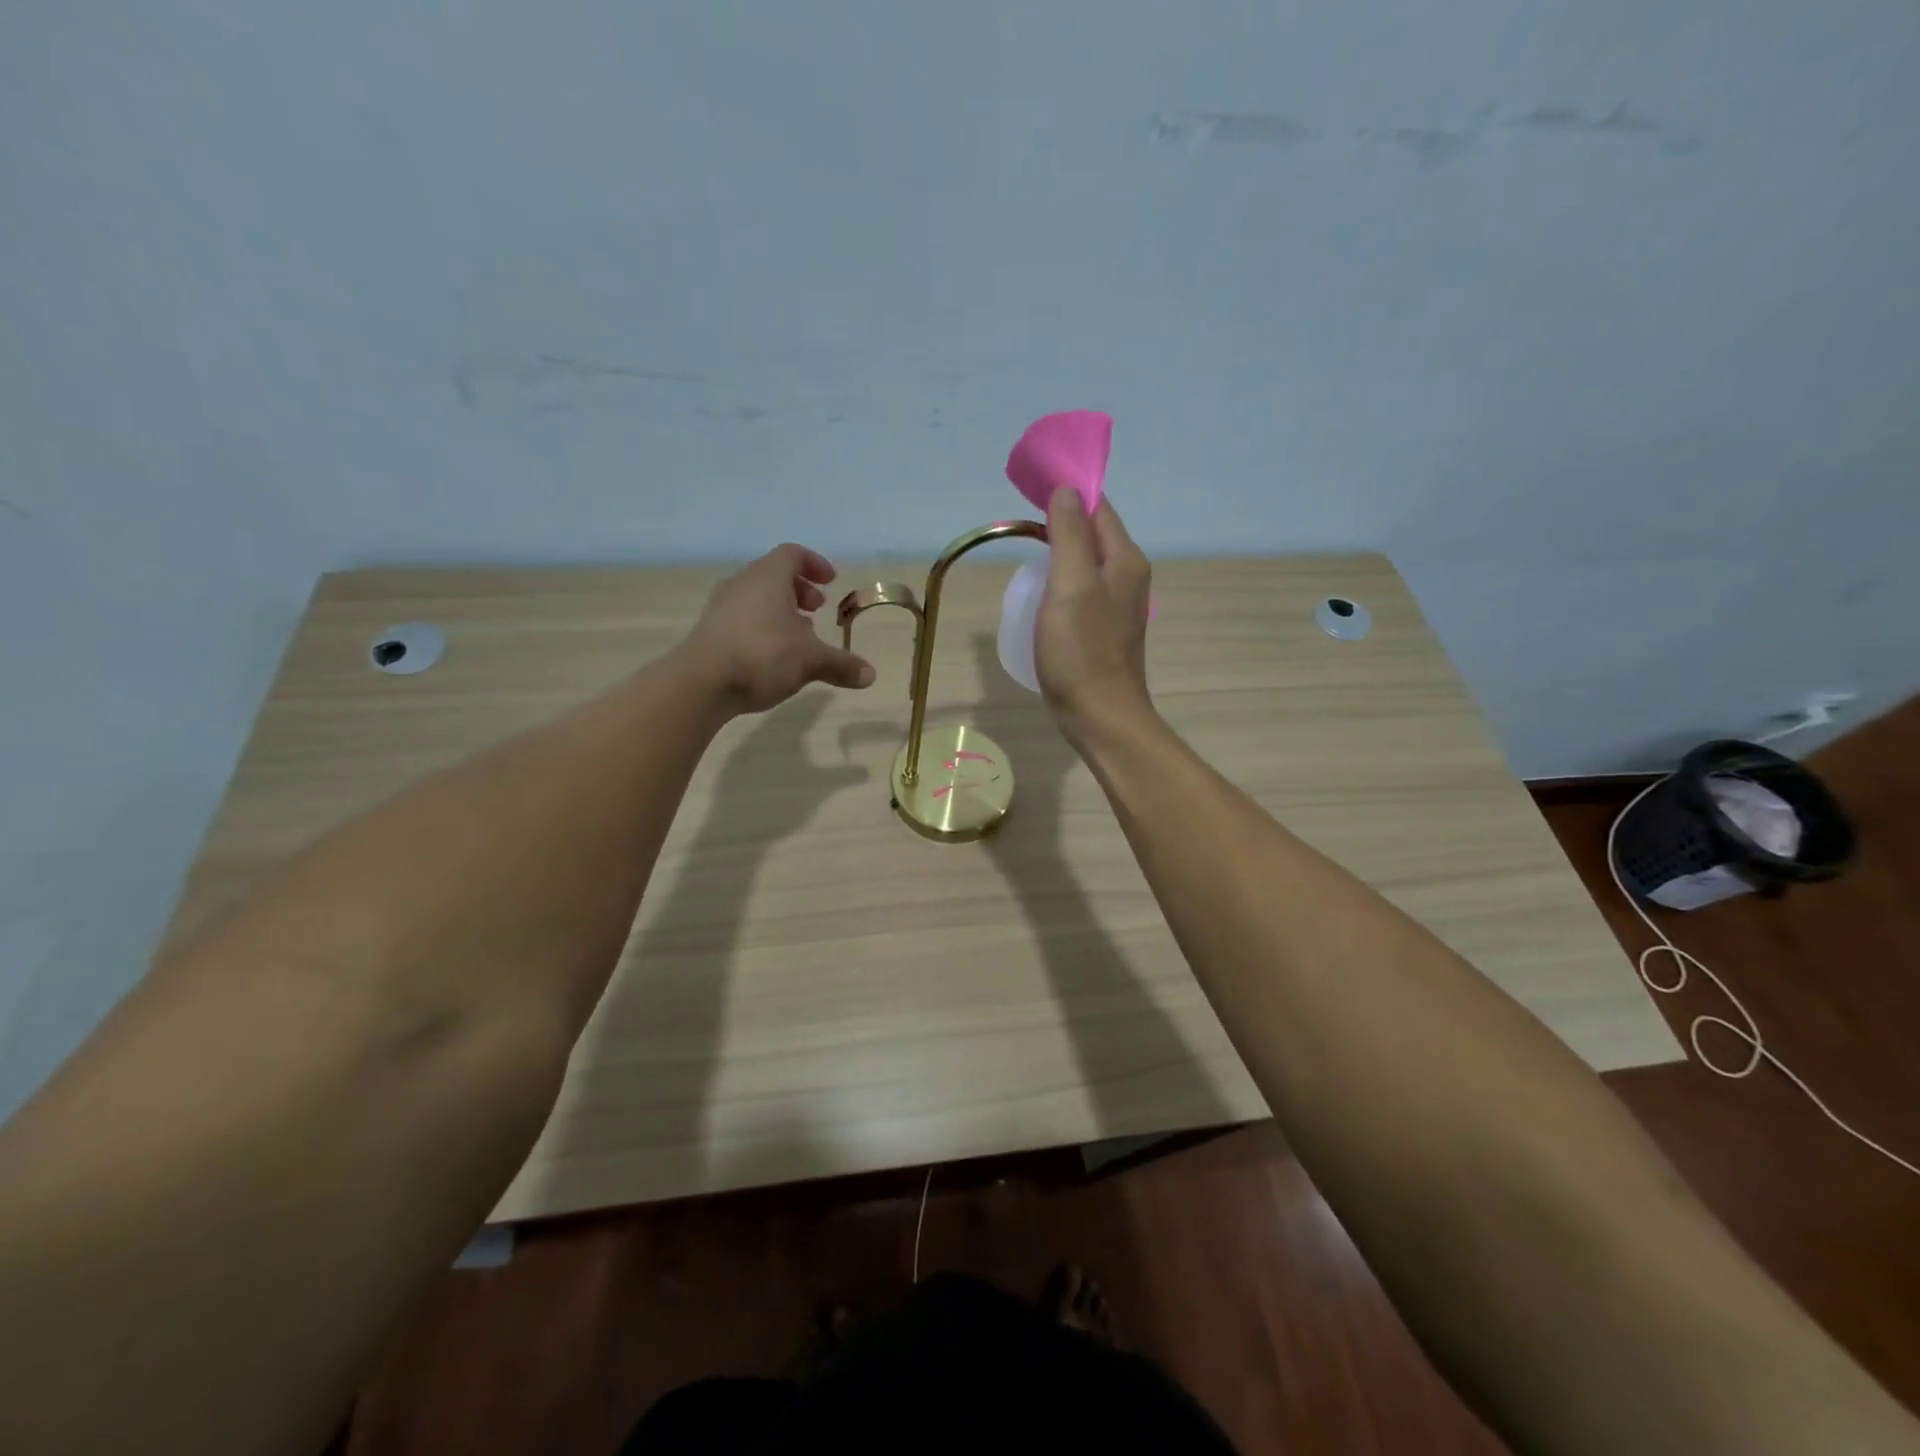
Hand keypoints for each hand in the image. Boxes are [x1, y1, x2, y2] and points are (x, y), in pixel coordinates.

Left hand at [678, 544, 875, 714]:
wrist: (701, 683)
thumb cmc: (762, 655)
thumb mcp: (811, 660)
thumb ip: (841, 665)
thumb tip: (871, 675)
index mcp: (767, 577)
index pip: (792, 554)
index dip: (814, 564)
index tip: (831, 582)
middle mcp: (742, 584)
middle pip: (773, 575)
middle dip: (799, 590)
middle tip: (817, 609)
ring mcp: (721, 607)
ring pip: (757, 598)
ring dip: (781, 611)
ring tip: (799, 637)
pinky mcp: (710, 631)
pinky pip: (742, 618)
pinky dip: (763, 627)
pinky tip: (774, 656)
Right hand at [1036, 490, 1152, 741]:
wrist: (1100, 716)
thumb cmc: (1082, 652)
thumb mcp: (1070, 586)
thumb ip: (1068, 534)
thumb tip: (1066, 490)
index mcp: (1124, 560)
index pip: (1098, 508)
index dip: (1068, 495)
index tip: (1031, 492)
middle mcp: (1128, 576)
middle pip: (1094, 534)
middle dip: (1061, 522)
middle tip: (1022, 525)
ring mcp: (1118, 605)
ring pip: (1087, 563)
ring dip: (1060, 553)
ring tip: (1027, 555)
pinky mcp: (1104, 629)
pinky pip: (1082, 590)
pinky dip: (1062, 582)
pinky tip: (1043, 595)